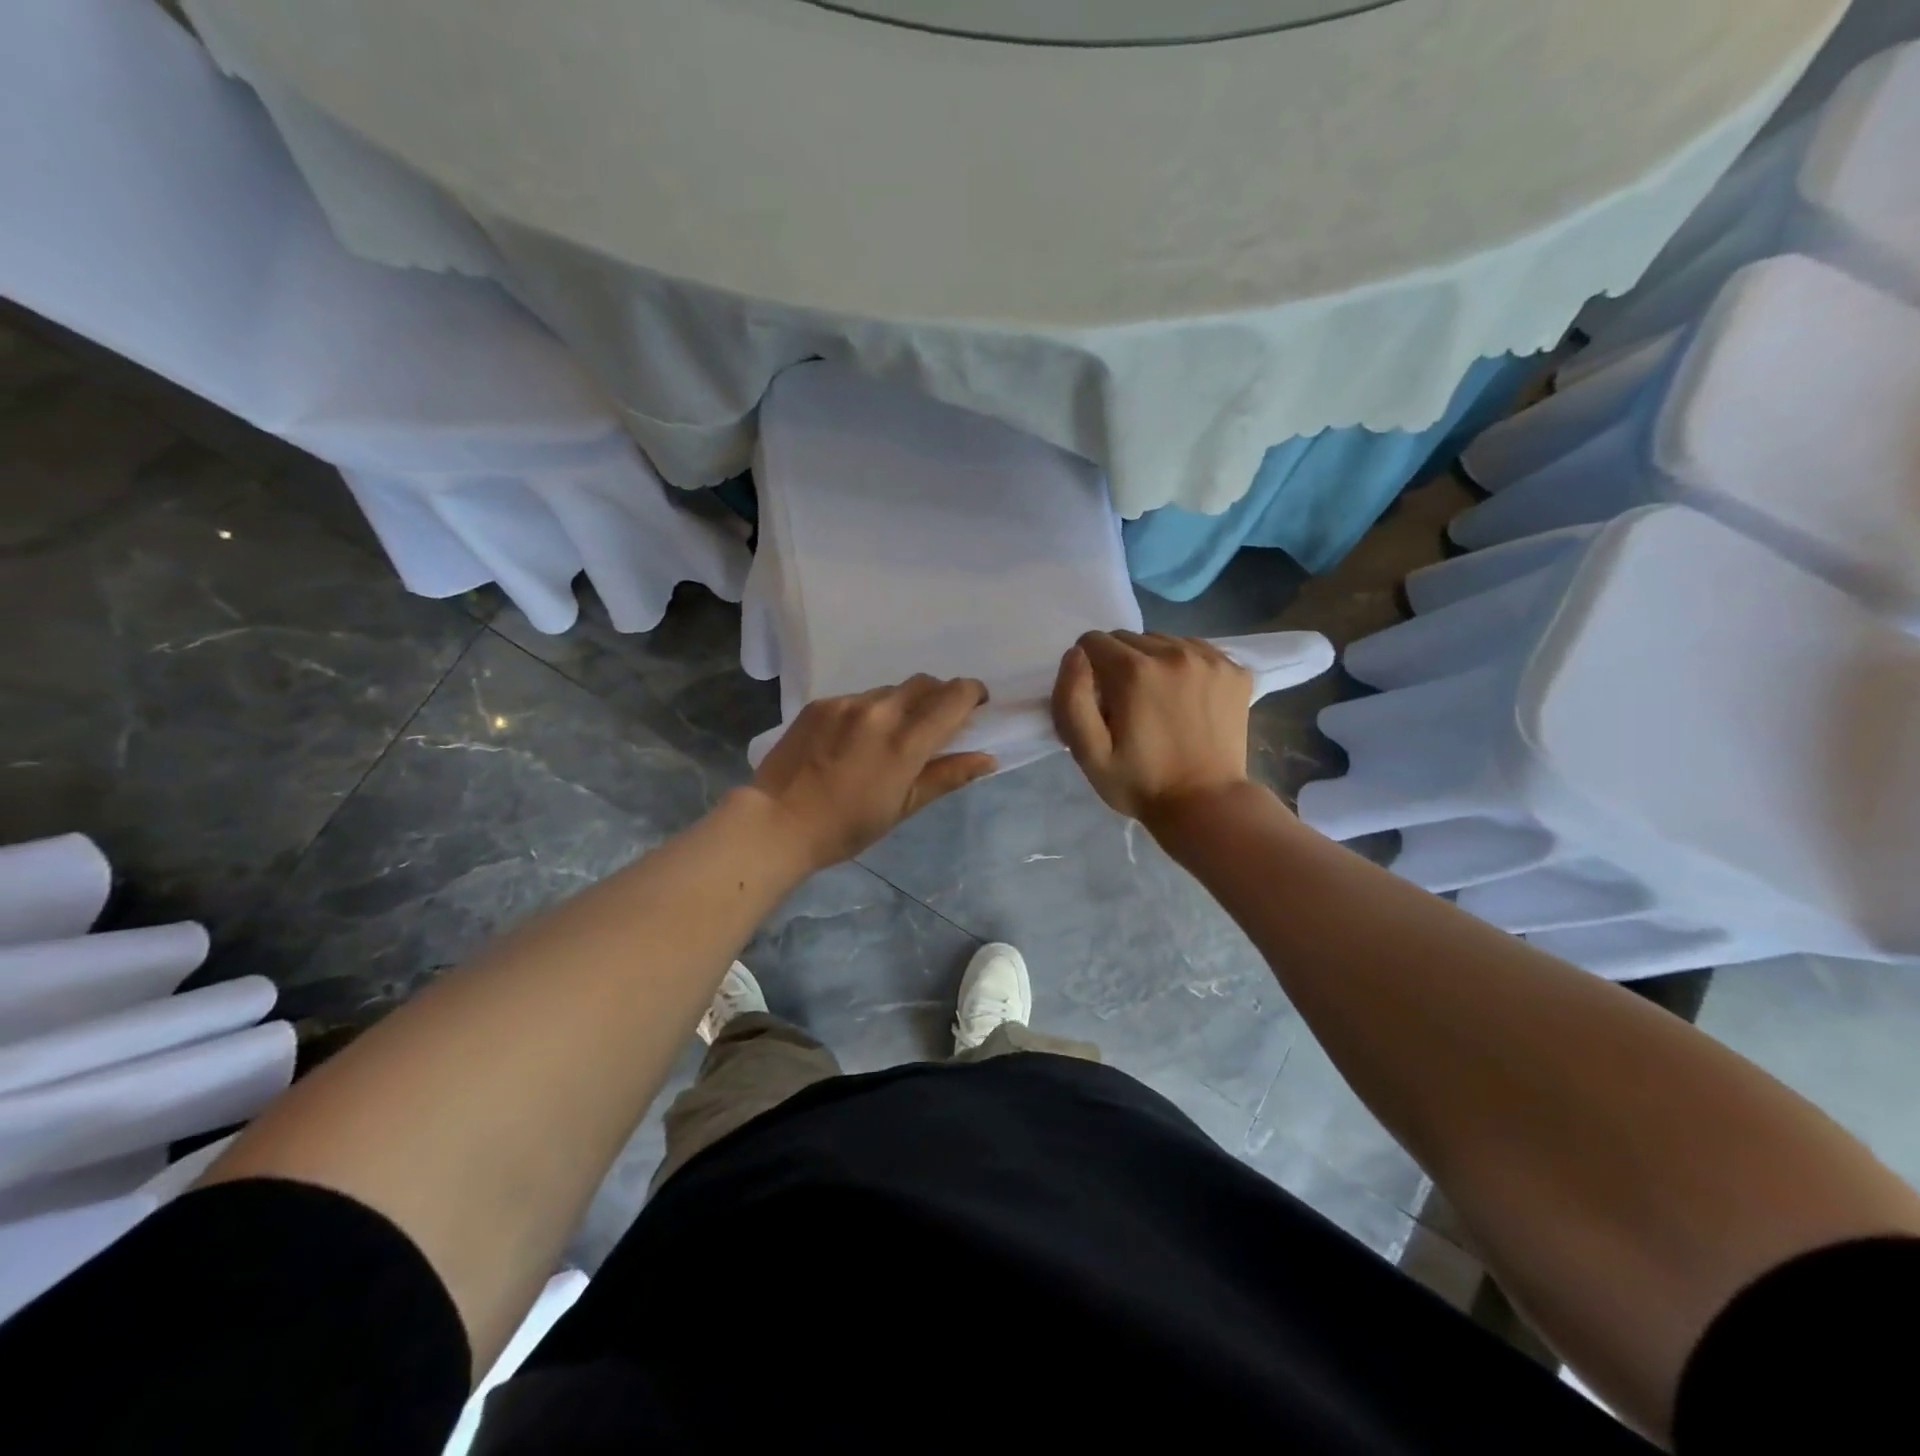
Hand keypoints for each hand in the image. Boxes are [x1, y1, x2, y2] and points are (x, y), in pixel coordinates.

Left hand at [749, 676, 995, 869]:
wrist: (777, 822)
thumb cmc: (847, 827)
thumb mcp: (903, 807)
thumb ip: (947, 776)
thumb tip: (988, 758)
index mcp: (905, 742)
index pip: (954, 697)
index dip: (972, 694)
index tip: (976, 706)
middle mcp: (879, 711)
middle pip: (925, 683)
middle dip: (940, 695)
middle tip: (937, 722)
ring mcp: (846, 703)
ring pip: (890, 690)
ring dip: (902, 704)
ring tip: (889, 736)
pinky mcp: (820, 703)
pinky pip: (858, 697)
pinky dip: (869, 711)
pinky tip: (854, 739)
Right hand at [1051, 631, 1251, 823]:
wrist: (1206, 804)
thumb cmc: (1140, 783)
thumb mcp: (1088, 753)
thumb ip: (1071, 698)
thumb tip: (1076, 654)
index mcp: (1134, 672)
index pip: (1092, 642)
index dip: (1087, 672)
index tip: (1100, 703)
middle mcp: (1173, 653)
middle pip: (1127, 638)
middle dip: (1118, 665)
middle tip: (1128, 706)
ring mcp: (1210, 659)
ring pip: (1162, 640)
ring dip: (1152, 662)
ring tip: (1159, 702)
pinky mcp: (1236, 670)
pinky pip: (1196, 649)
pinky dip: (1184, 666)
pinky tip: (1186, 698)